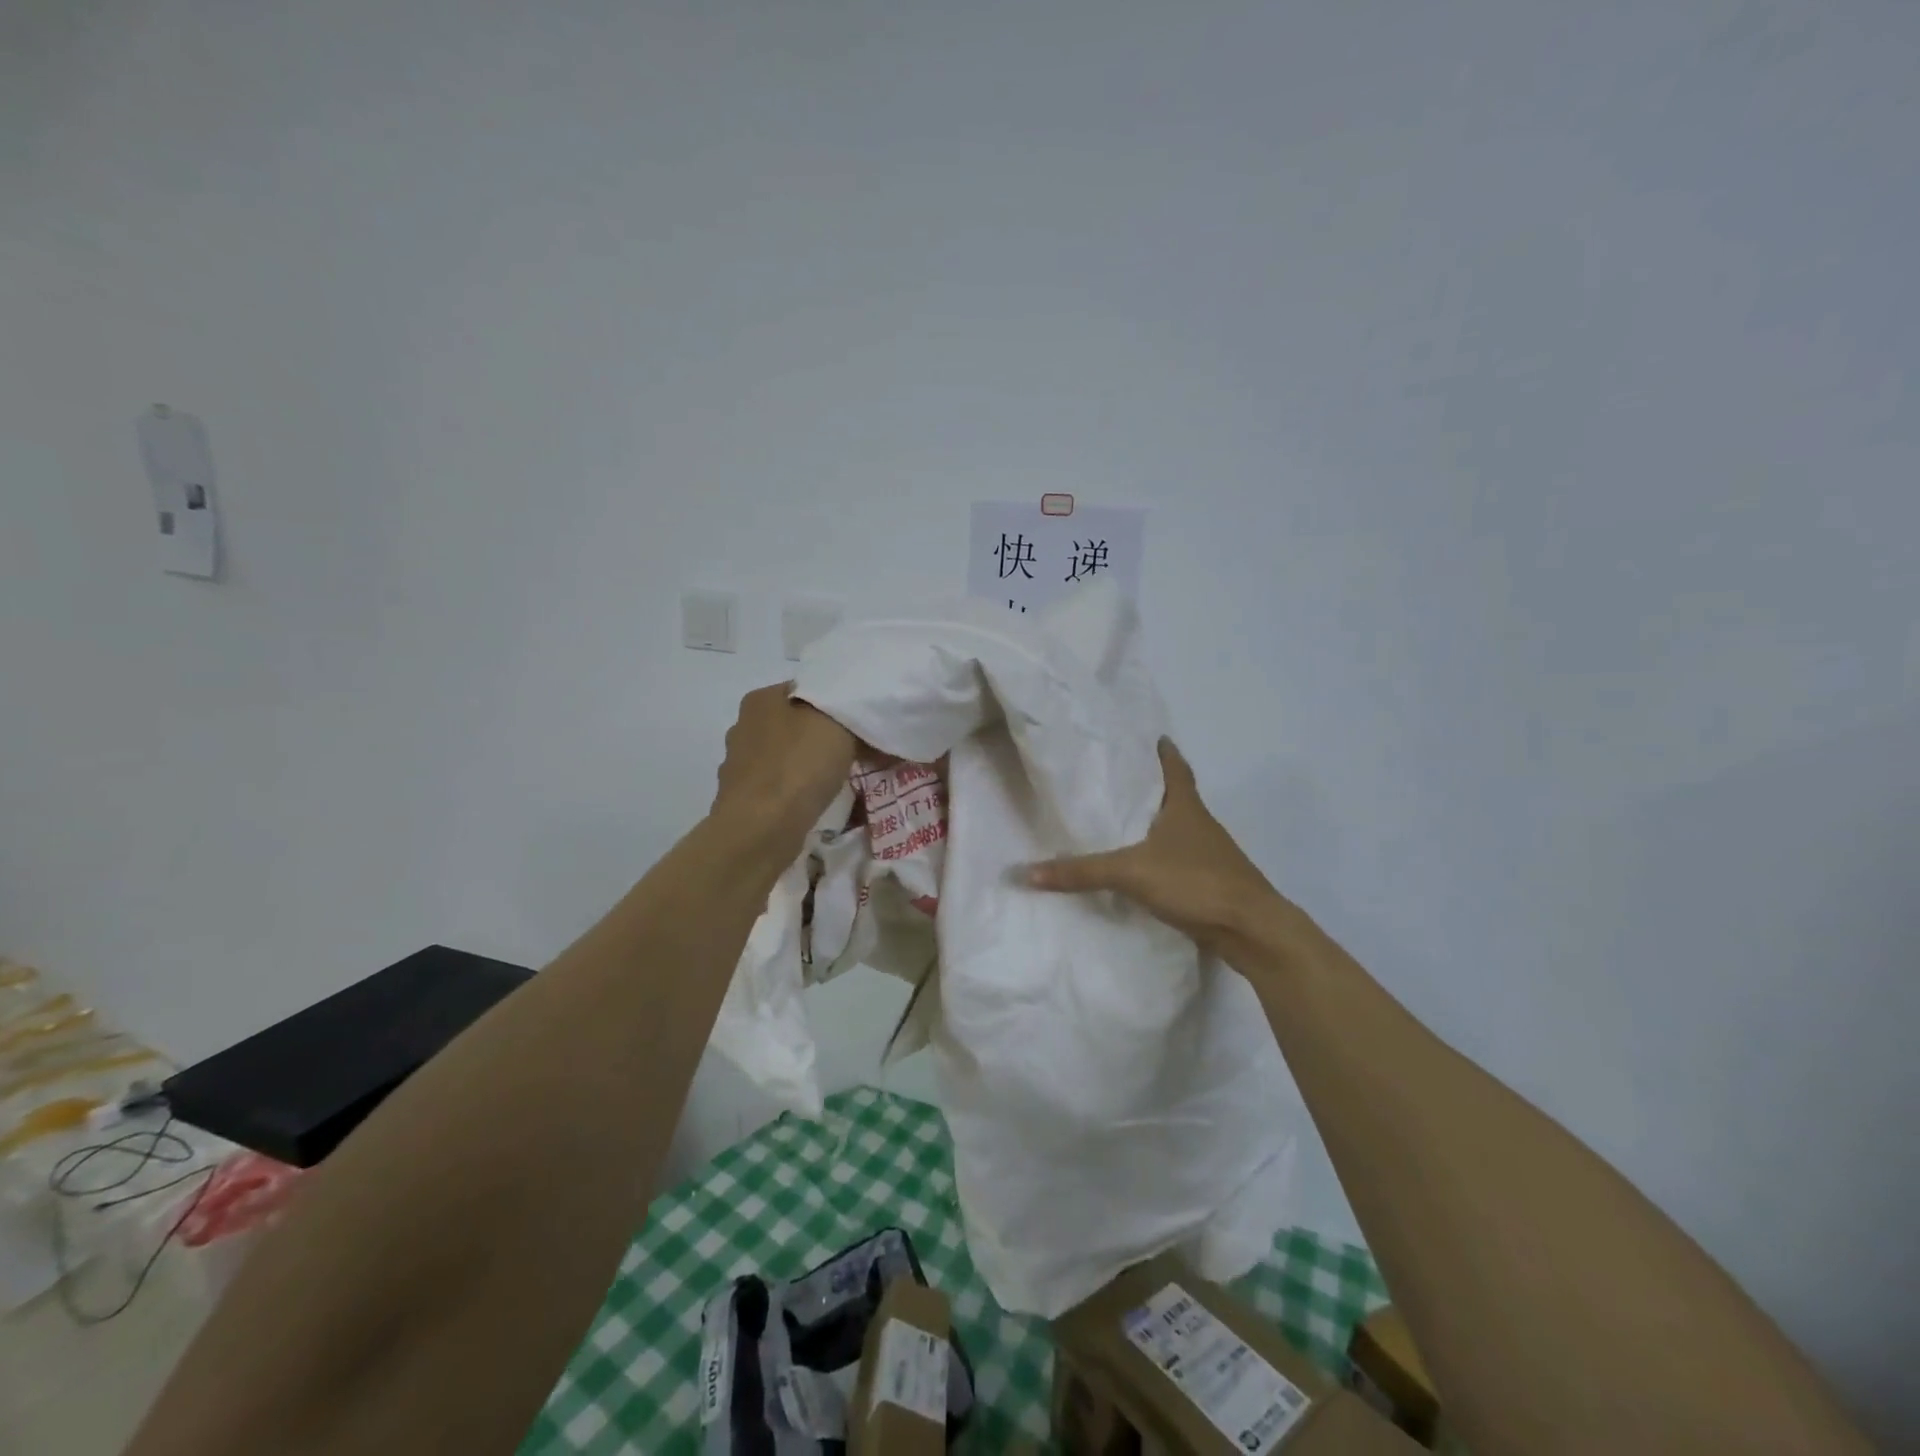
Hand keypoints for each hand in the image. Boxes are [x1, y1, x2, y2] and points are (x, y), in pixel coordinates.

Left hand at [712, 684, 855, 847]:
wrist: (761, 829)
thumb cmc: (799, 766)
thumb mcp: (839, 726)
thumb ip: (851, 716)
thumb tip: (859, 723)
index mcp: (761, 700)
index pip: (805, 690)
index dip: (835, 703)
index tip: (860, 721)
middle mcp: (743, 727)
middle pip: (795, 724)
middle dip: (822, 735)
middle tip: (857, 750)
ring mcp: (740, 765)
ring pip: (787, 757)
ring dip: (810, 765)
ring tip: (840, 779)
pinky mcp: (743, 799)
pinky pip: (781, 786)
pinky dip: (798, 790)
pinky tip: (816, 801)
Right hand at [1026, 739, 1298, 960]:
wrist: (1251, 928)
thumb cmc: (1195, 881)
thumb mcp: (1131, 872)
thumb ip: (1081, 872)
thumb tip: (1027, 871)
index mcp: (1186, 808)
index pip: (1176, 769)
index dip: (1165, 753)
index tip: (1155, 738)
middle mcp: (1201, 825)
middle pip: (1178, 797)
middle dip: (1154, 789)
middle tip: (1123, 781)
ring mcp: (1211, 855)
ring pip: (1180, 831)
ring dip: (1159, 826)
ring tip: (1126, 824)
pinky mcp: (1212, 883)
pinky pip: (1181, 861)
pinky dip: (1163, 859)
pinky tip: (1144, 870)